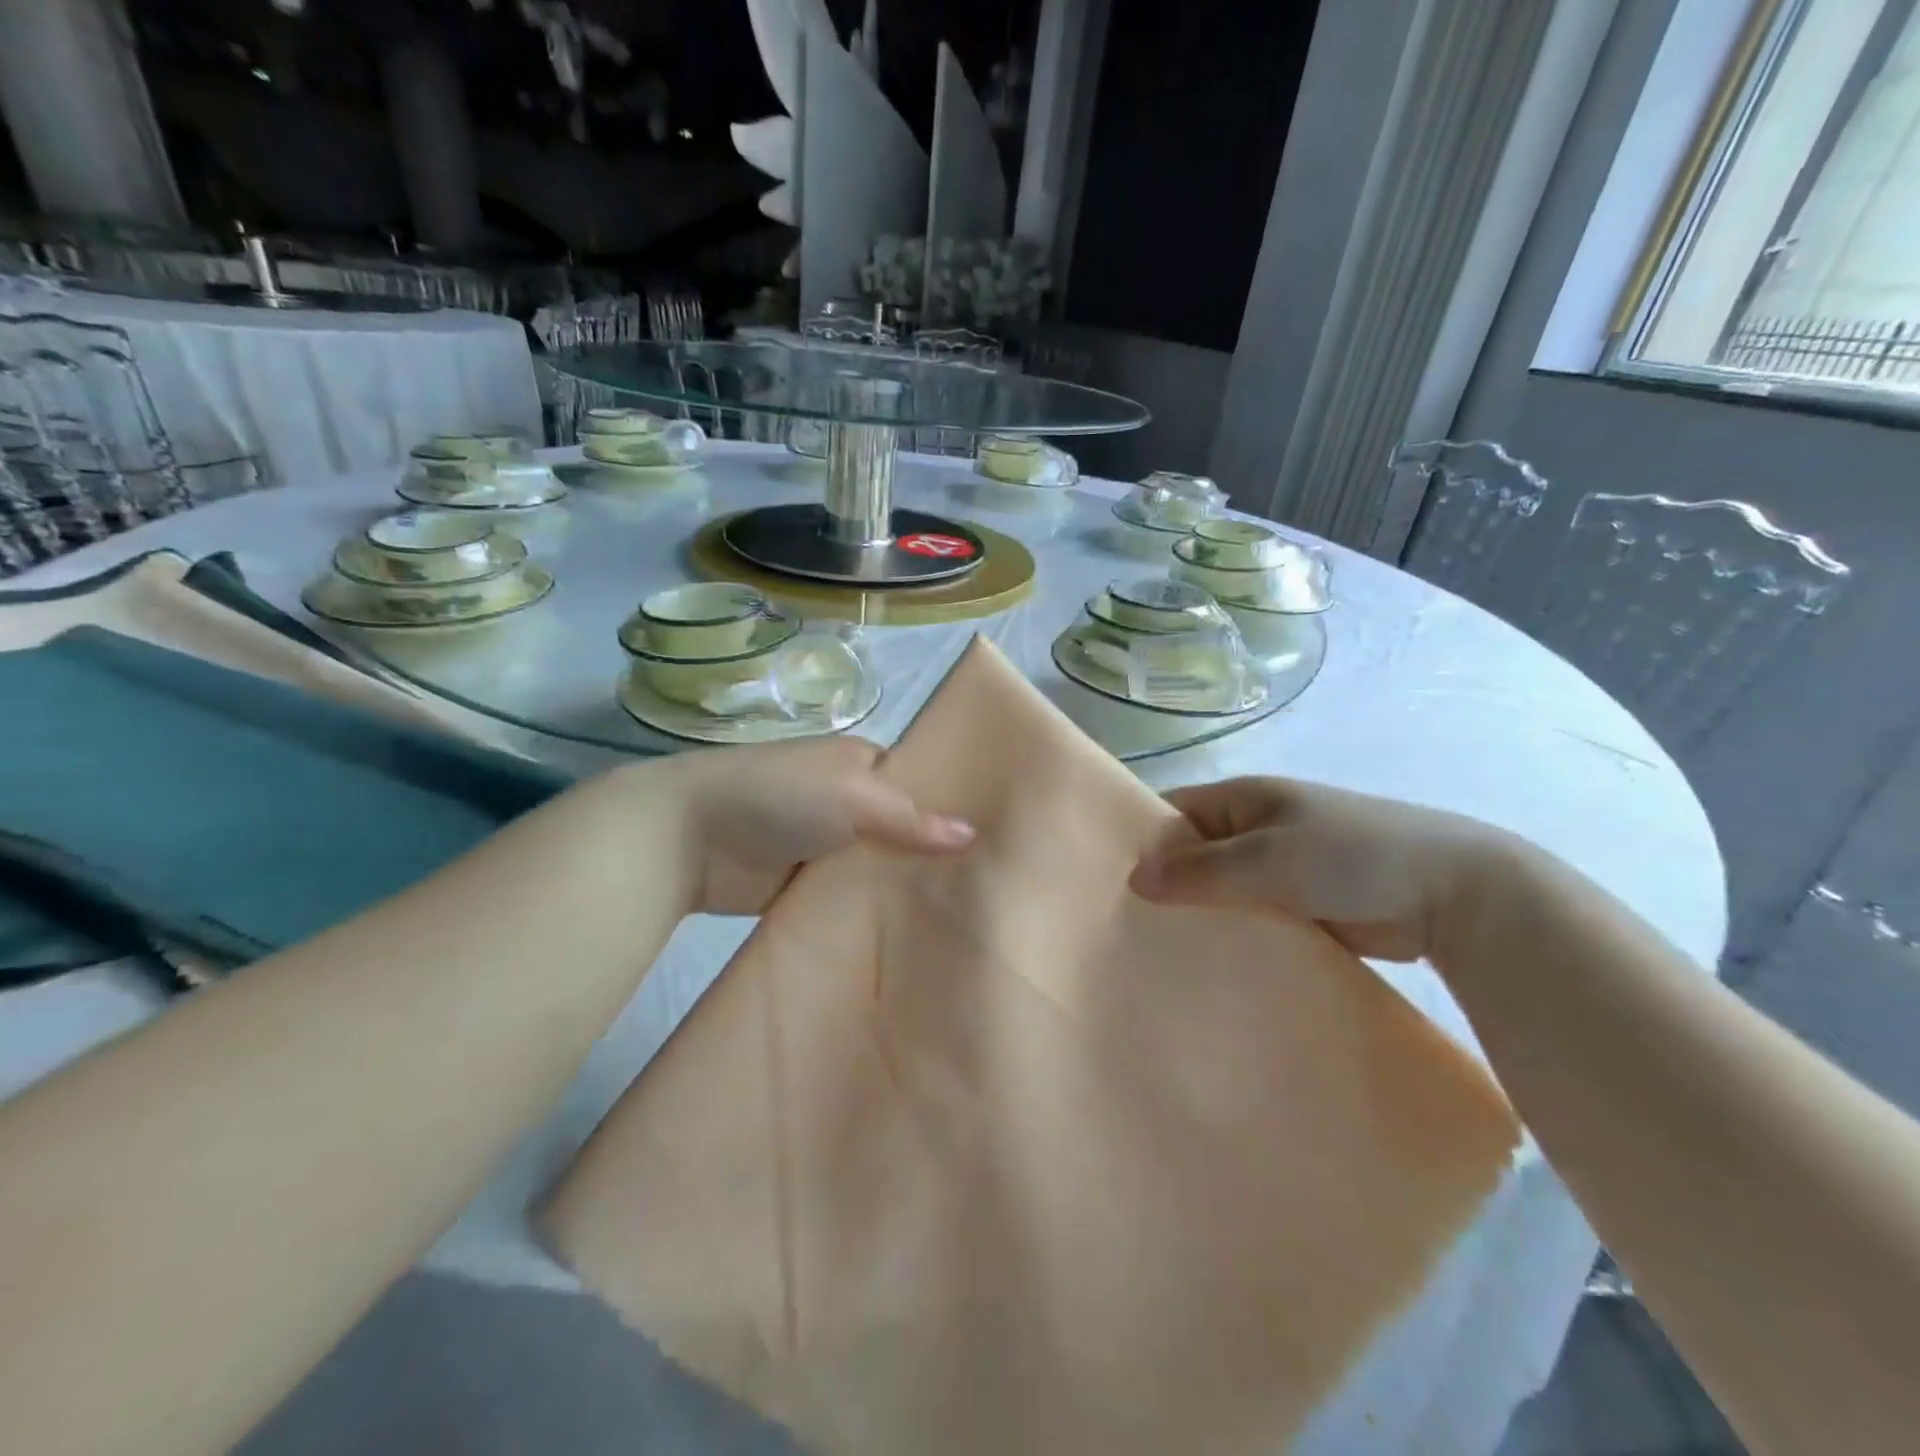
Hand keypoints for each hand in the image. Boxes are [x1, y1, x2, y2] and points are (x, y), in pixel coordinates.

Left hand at [668, 737, 973, 915]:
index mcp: (861, 764)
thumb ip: (911, 818)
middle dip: (933, 857)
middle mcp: (848, 802)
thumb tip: (972, 833)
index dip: (952, 810)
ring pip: (878, 868)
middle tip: (987, 893)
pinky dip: (870, 913)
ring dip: (903, 889)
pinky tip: (911, 937)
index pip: (920, 784)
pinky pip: (848, 899)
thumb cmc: (778, 795)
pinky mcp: (804, 886)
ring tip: (962, 921)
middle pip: (902, 831)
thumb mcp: (853, 795)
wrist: (687, 836)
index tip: (997, 844)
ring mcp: (826, 846)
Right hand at [1128, 776, 1518, 961]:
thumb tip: (1134, 878)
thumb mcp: (1270, 857)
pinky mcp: (1299, 907)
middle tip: (1122, 926)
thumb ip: (1202, 869)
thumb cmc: (1353, 855)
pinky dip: (1231, 935)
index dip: (1140, 839)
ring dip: (1198, 915)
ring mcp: (1278, 870)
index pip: (1173, 812)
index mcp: (1243, 799)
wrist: (1454, 894)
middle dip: (1164, 885)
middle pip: (1193, 854)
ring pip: (1220, 891)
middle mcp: (1253, 830)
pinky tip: (1205, 965)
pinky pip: (1250, 918)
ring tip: (1154, 952)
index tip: (1104, 879)